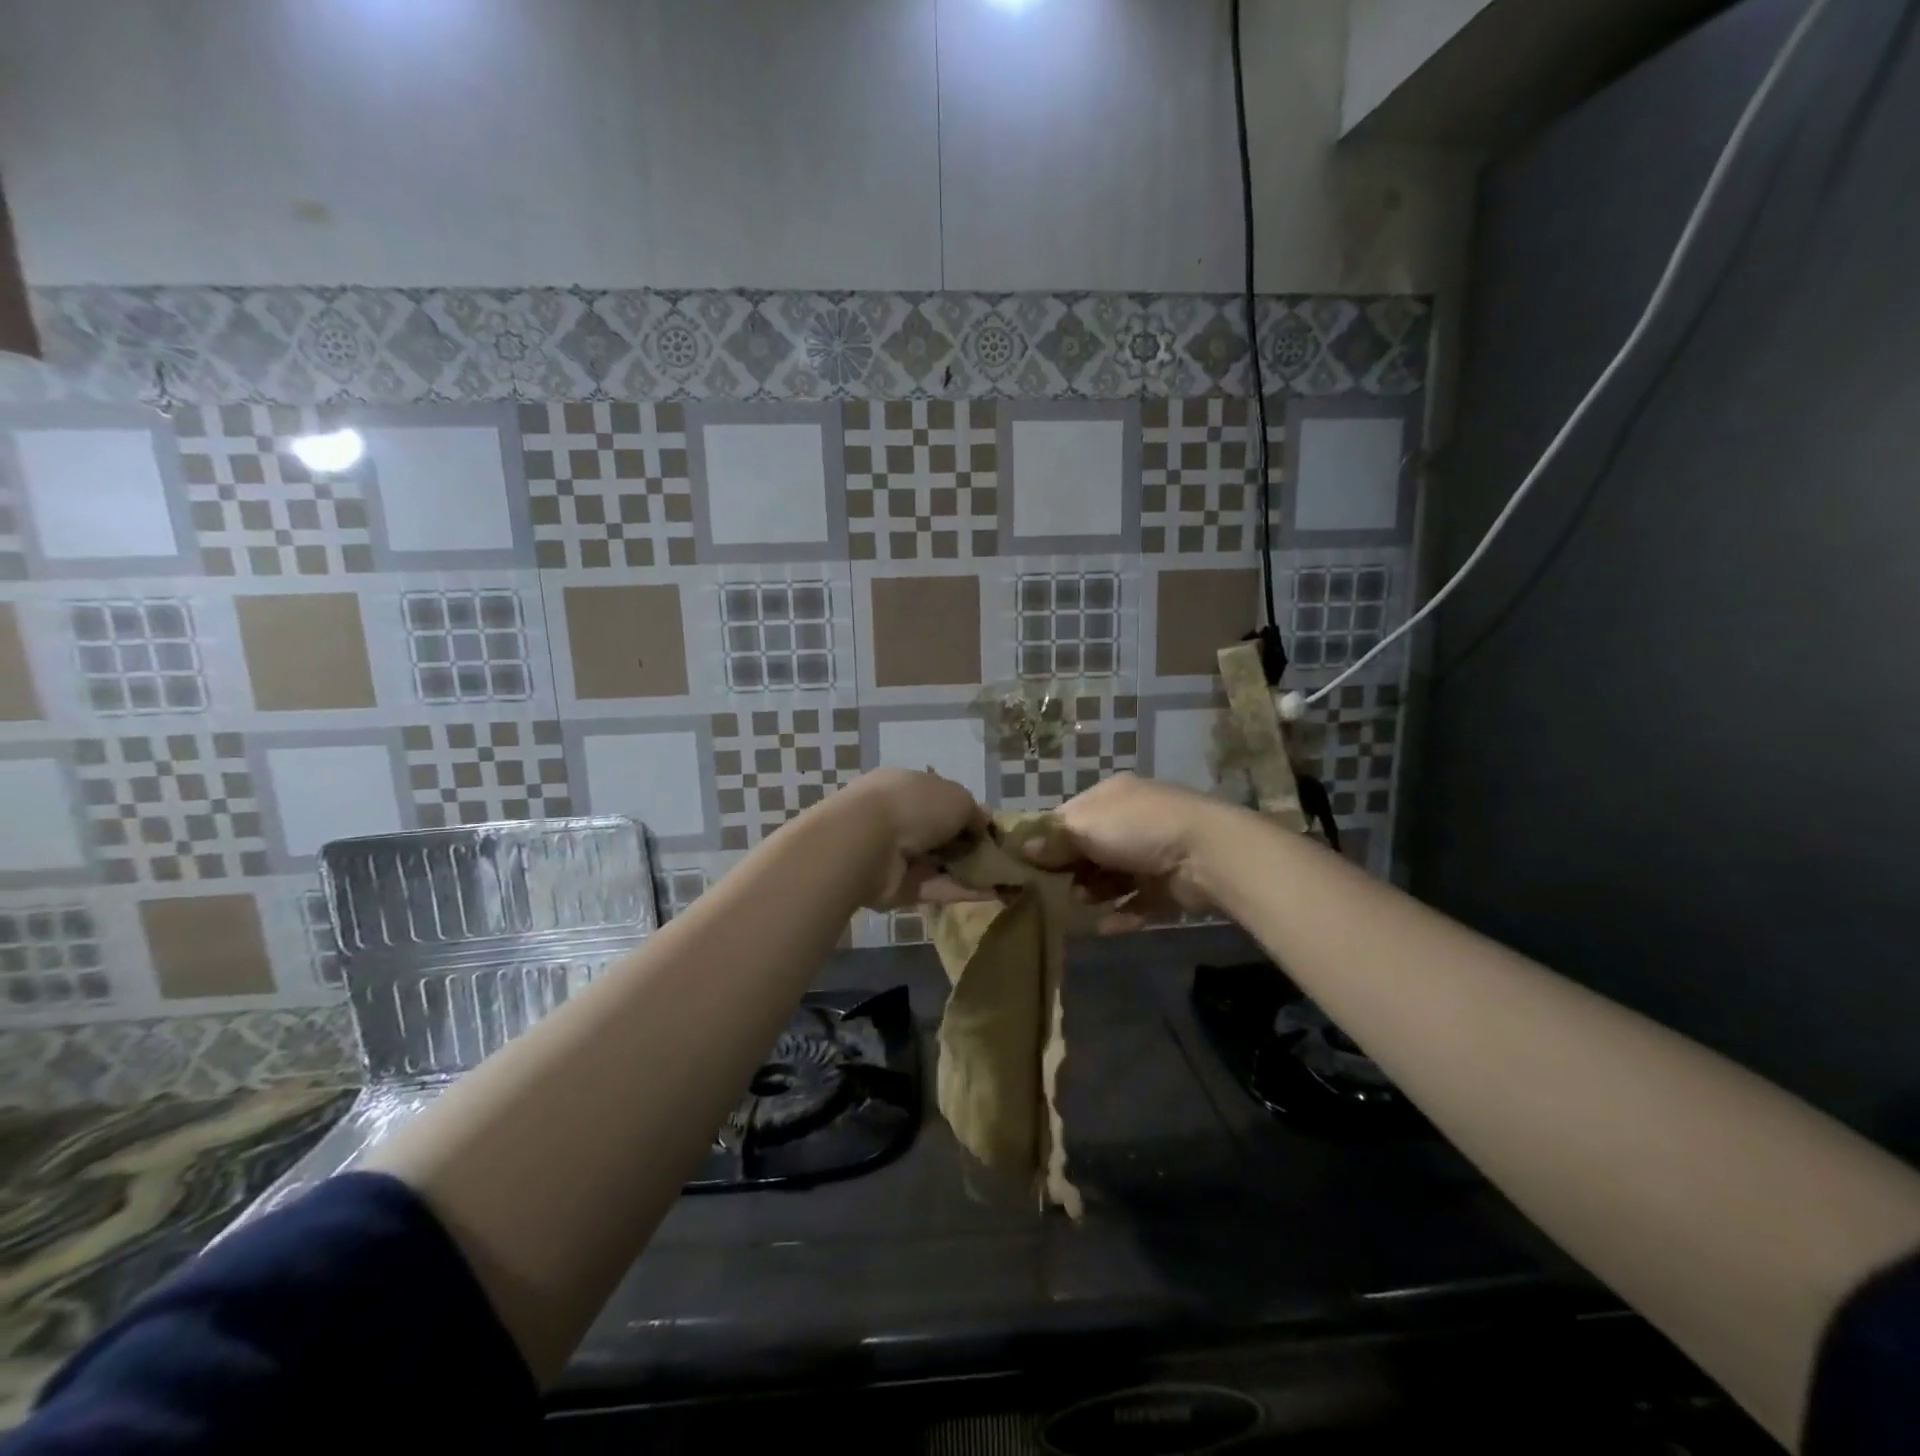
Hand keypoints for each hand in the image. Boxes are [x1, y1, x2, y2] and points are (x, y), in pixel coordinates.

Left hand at [833, 767, 992, 909]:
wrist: (867, 844)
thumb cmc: (913, 806)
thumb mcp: (957, 798)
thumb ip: (973, 812)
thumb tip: (983, 824)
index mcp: (907, 786)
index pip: (941, 799)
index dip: (967, 813)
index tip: (991, 829)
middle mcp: (900, 818)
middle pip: (941, 833)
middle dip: (969, 845)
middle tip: (1002, 856)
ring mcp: (897, 855)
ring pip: (940, 863)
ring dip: (970, 870)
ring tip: (1006, 879)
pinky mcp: (898, 888)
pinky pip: (936, 888)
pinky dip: (962, 891)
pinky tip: (993, 895)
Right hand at [1028, 773, 1228, 927]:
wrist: (1207, 854)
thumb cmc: (1138, 829)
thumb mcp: (1086, 827)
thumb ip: (1055, 840)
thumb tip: (1024, 848)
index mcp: (1111, 797)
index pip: (1069, 817)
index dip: (1047, 839)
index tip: (1026, 864)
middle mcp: (1130, 821)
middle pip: (1088, 849)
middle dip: (1069, 870)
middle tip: (1050, 891)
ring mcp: (1150, 855)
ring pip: (1110, 877)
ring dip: (1092, 893)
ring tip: (1077, 907)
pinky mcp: (1166, 887)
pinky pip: (1135, 902)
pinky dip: (1119, 914)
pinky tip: (1103, 927)